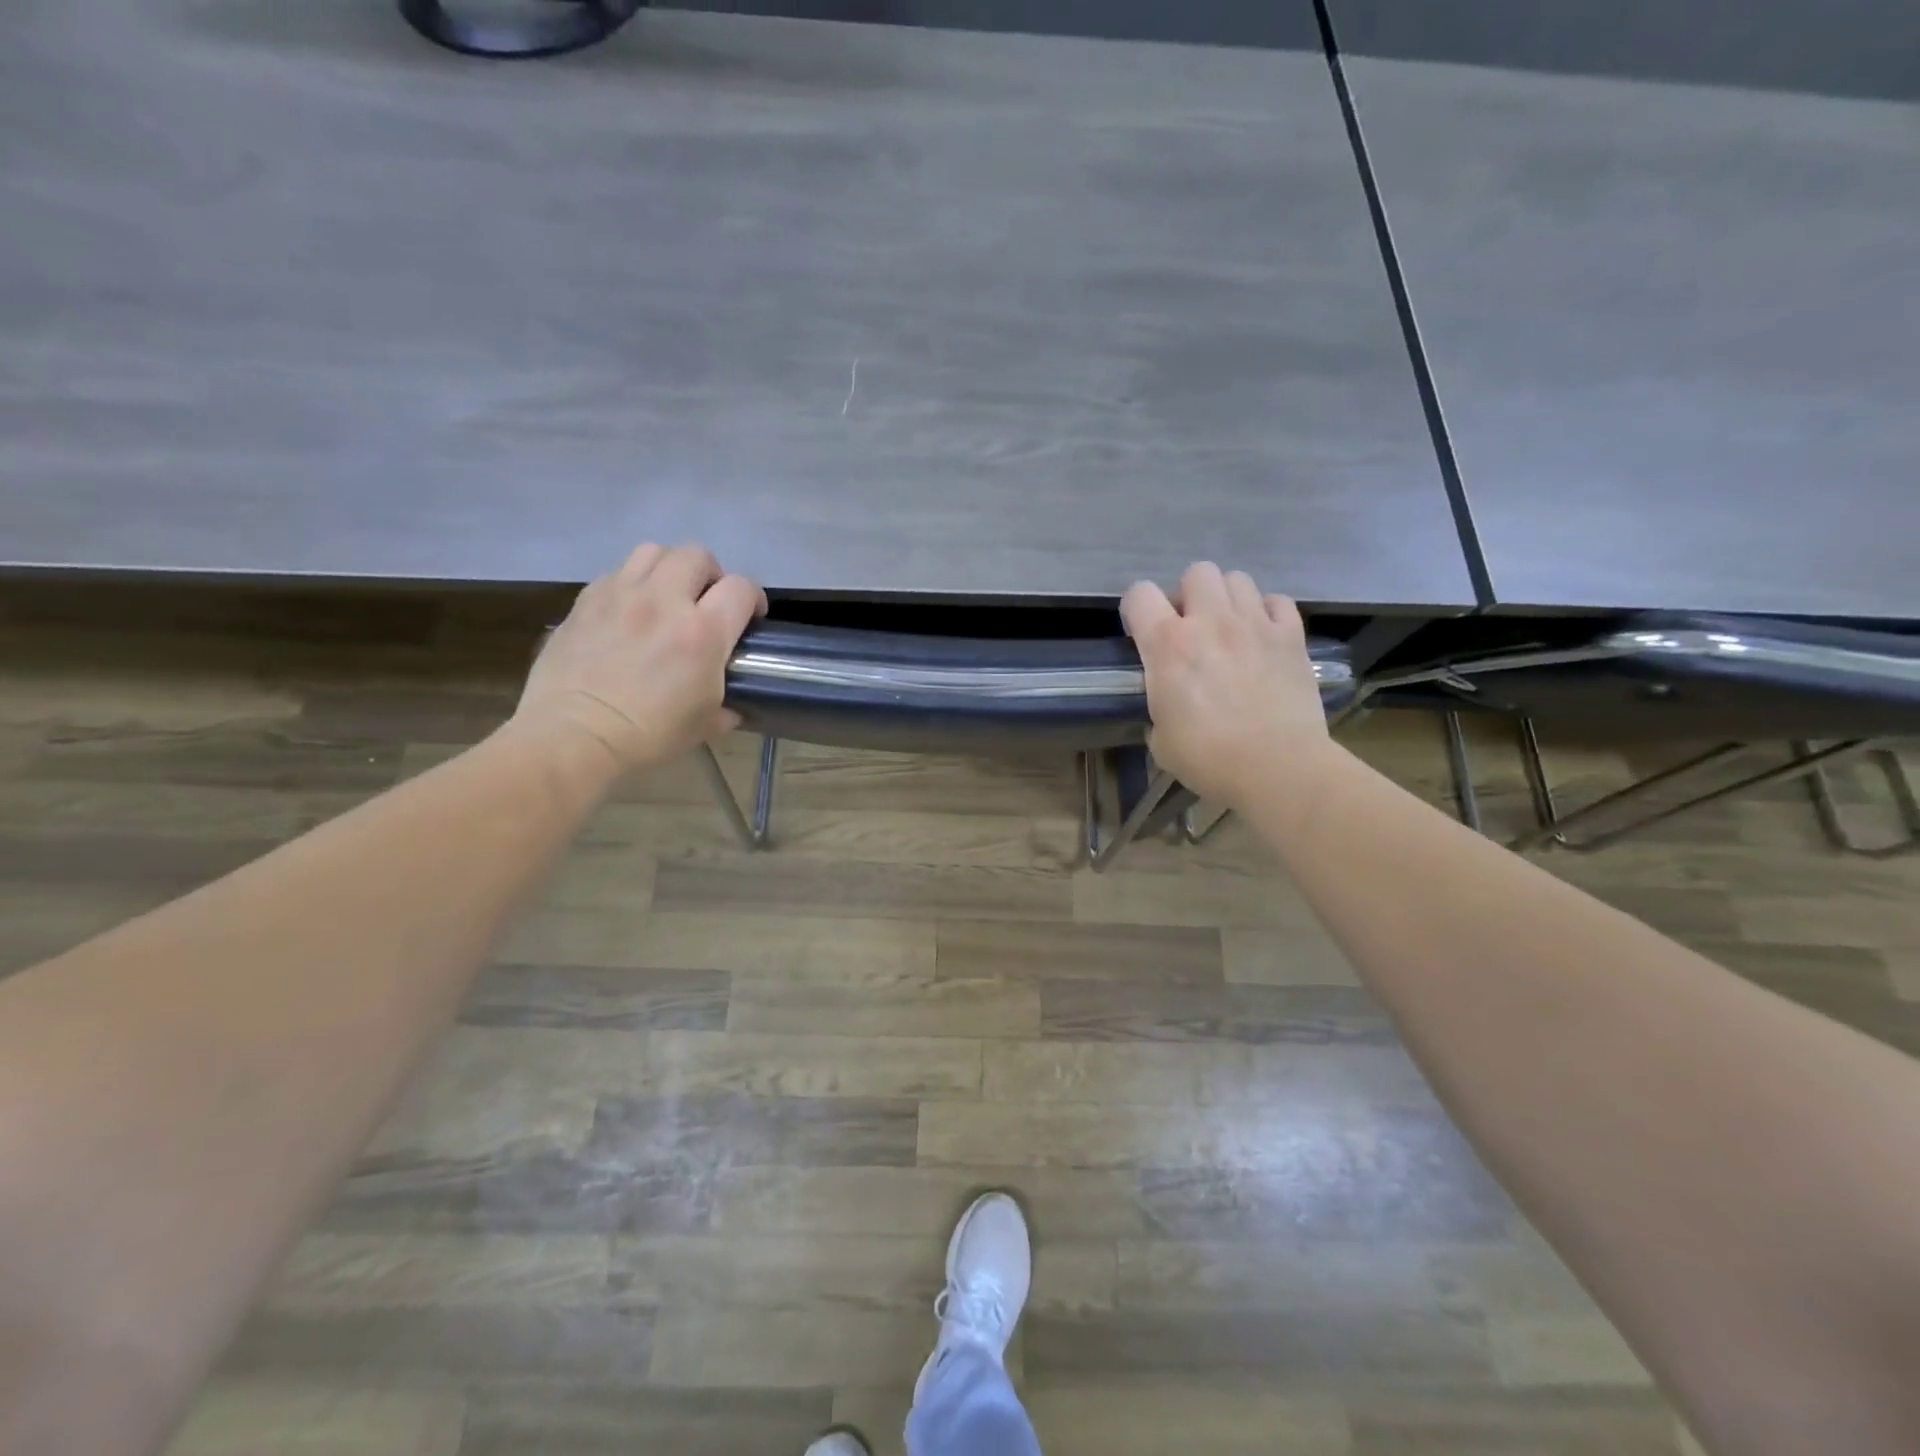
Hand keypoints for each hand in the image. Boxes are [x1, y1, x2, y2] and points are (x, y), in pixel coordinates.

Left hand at [514, 543, 765, 774]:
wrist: (574, 736)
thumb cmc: (648, 735)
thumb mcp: (704, 724)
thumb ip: (726, 705)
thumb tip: (732, 706)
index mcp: (702, 632)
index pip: (741, 588)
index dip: (753, 599)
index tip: (750, 618)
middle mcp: (664, 600)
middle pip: (697, 555)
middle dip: (711, 574)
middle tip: (707, 601)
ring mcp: (621, 594)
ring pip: (654, 551)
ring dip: (669, 568)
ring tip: (668, 595)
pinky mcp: (587, 599)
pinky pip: (617, 572)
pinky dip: (632, 583)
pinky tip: (630, 610)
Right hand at [1121, 562, 1332, 807]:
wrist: (1278, 768)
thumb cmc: (1209, 758)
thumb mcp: (1160, 739)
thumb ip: (1159, 705)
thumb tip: (1168, 704)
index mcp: (1168, 645)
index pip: (1139, 594)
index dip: (1135, 610)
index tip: (1140, 634)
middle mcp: (1210, 621)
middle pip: (1196, 573)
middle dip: (1188, 596)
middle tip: (1191, 628)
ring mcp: (1255, 623)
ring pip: (1237, 579)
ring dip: (1227, 600)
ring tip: (1228, 629)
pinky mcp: (1291, 635)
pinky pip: (1277, 601)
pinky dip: (1267, 612)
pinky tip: (1262, 636)